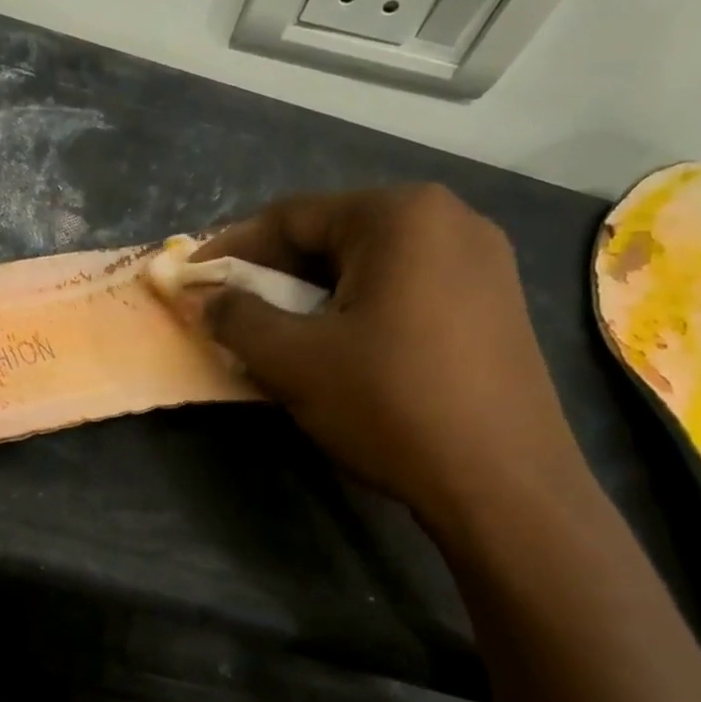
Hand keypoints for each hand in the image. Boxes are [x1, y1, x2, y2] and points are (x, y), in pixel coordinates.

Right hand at [194, 185, 587, 531]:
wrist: (507, 486)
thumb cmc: (392, 404)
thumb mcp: (294, 360)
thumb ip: (237, 317)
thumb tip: (205, 299)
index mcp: (401, 215)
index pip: (292, 216)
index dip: (232, 248)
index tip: (193, 280)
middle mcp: (449, 219)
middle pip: (333, 236)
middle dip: (275, 275)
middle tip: (233, 312)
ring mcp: (482, 261)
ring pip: (369, 266)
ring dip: (313, 295)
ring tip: (279, 334)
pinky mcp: (495, 304)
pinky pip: (406, 290)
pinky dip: (358, 310)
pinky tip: (339, 349)